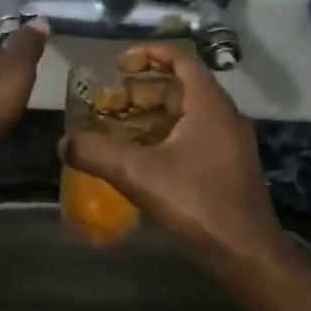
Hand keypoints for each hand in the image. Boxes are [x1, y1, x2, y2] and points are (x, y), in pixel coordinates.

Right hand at [61, 44, 285, 272]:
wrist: (246, 254)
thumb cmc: (196, 203)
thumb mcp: (137, 174)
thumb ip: (96, 152)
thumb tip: (64, 143)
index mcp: (208, 105)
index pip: (180, 60)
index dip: (148, 56)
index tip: (118, 65)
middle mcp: (223, 117)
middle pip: (178, 89)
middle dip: (139, 92)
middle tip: (107, 105)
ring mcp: (228, 144)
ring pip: (183, 116)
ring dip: (148, 117)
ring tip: (115, 130)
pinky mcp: (226, 168)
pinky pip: (191, 138)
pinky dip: (162, 138)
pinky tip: (138, 159)